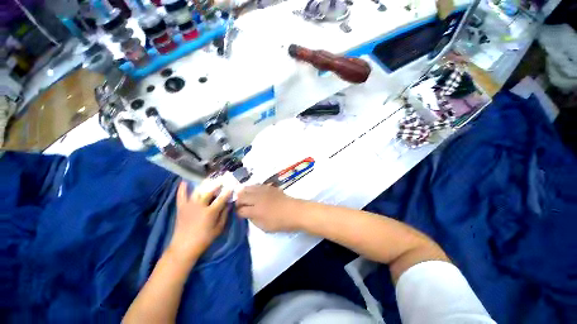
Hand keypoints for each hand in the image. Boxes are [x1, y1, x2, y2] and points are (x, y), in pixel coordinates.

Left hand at [168, 180, 231, 263]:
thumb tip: (229, 204)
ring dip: (204, 184)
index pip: (221, 198)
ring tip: (209, 179)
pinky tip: (184, 181)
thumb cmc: (204, 239)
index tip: (232, 186)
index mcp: (210, 212)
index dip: (227, 191)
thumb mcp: (219, 228)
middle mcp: (200, 206)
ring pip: (197, 191)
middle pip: (209, 191)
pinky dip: (182, 188)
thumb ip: (224, 215)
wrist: (184, 247)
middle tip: (222, 179)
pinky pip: (181, 195)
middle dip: (217, 184)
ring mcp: (189, 206)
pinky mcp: (181, 207)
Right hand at [236, 185, 303, 231]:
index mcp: (255, 210)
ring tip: (243, 196)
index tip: (238, 214)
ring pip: (248, 188)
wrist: (294, 211)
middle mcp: (257, 198)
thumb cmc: (280, 222)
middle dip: (238, 201)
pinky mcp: (269, 187)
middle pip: (242, 196)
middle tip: (239, 205)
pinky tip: (253, 191)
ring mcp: (263, 191)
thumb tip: (247, 214)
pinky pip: (257, 185)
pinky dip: (252, 188)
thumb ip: (253, 220)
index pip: (240, 210)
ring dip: (244, 192)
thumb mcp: (265, 227)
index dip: (237, 212)